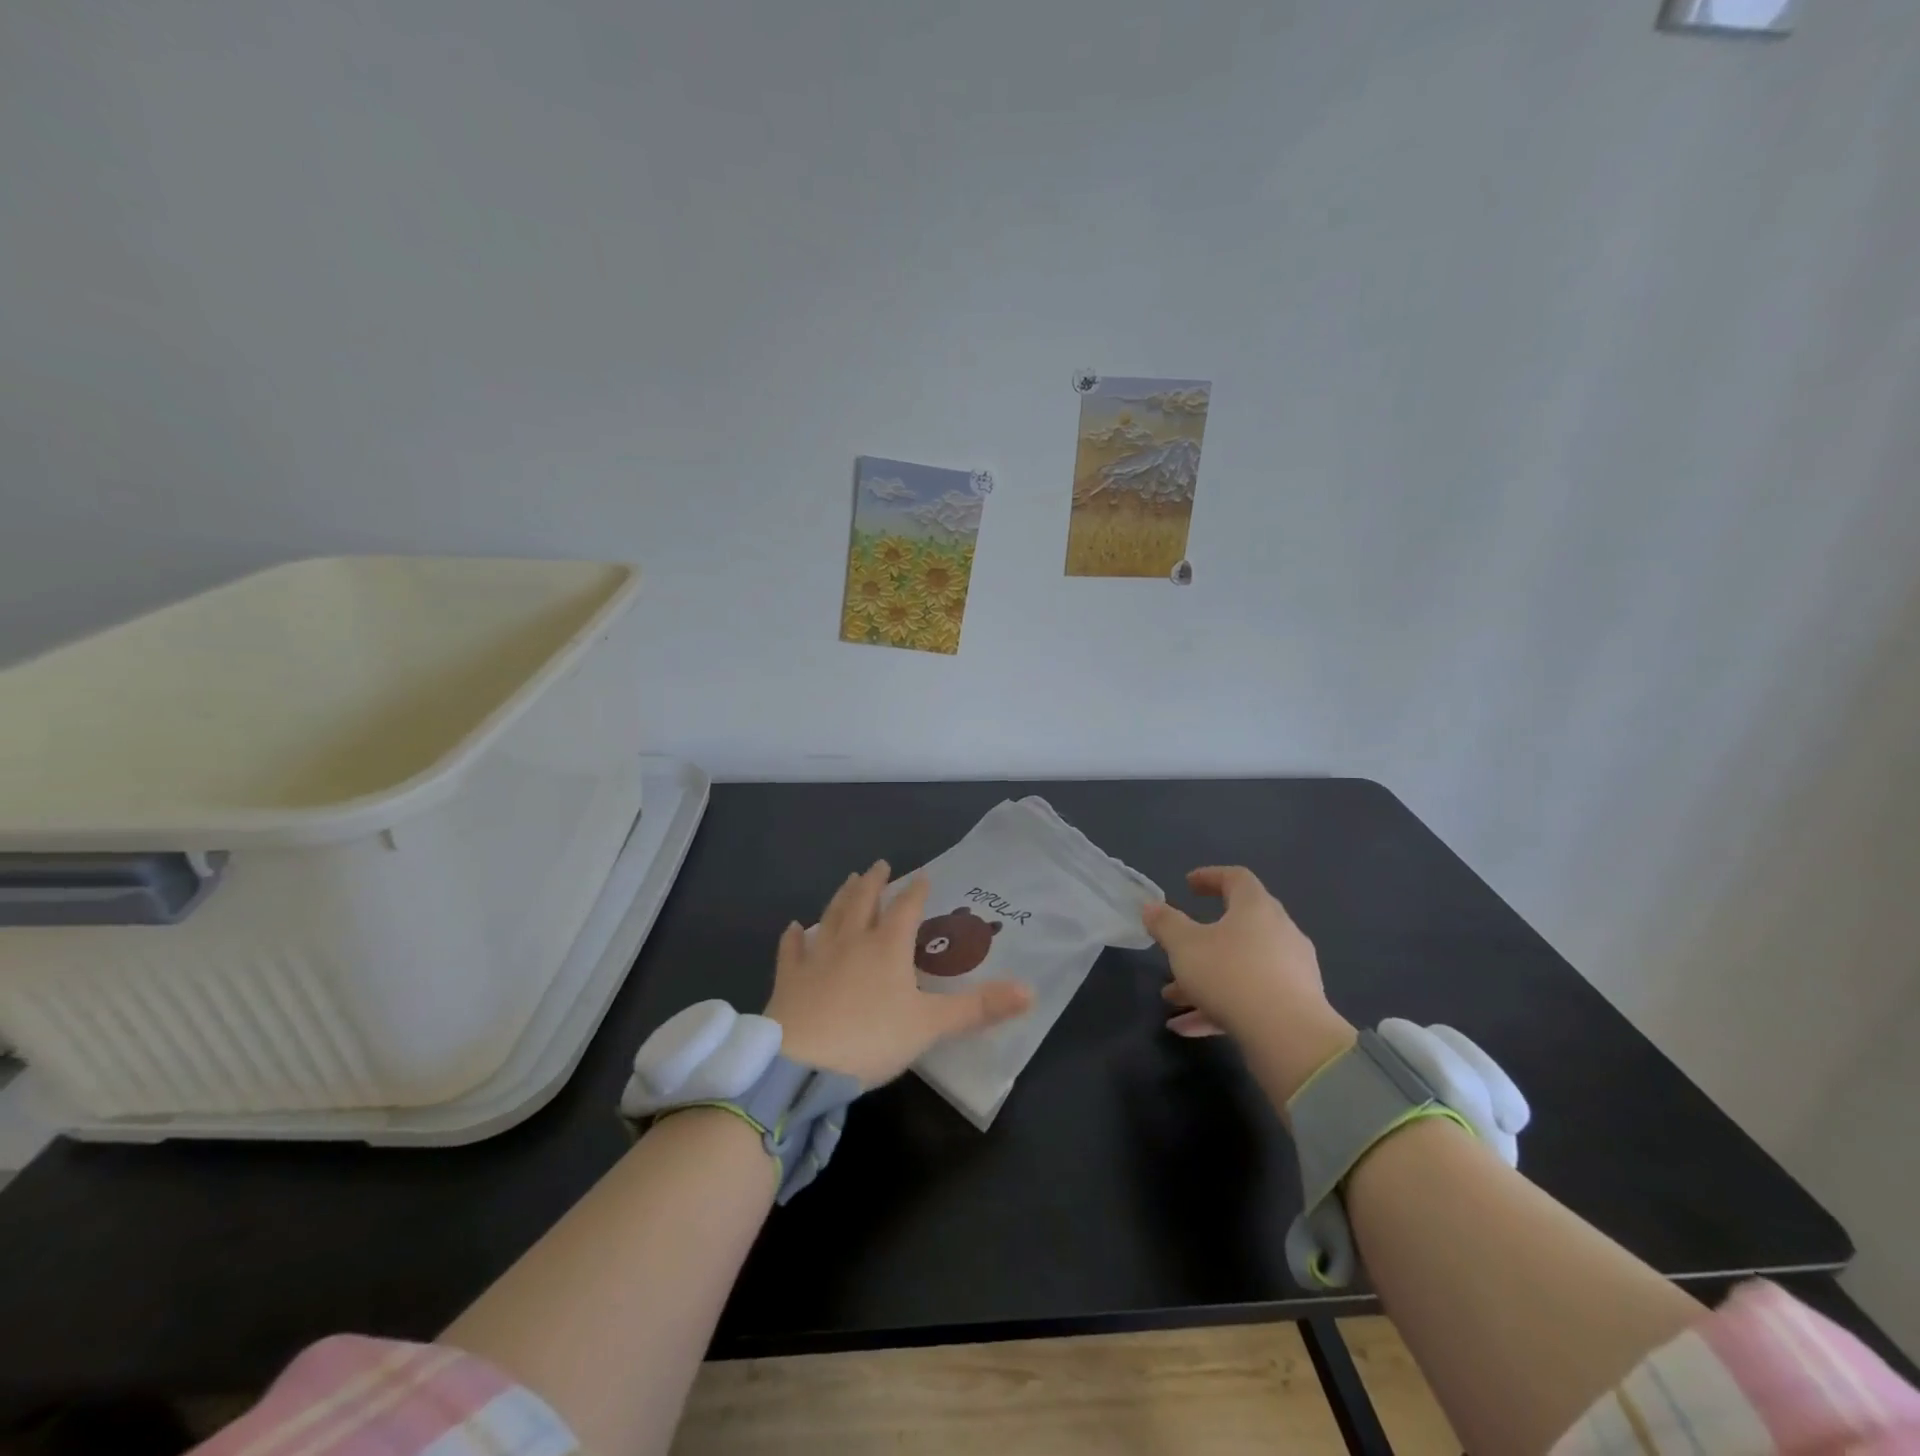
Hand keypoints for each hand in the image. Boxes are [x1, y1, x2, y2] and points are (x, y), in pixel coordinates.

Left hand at [765, 861, 1034, 1087]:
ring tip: (848, 880)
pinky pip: (792, 950)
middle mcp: (852, 941)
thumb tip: (1030, 992)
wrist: (802, 1064)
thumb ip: (979, 1008)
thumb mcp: (932, 1025)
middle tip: (878, 864)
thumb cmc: (872, 1039)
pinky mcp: (789, 979)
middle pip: (864, 902)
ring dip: (841, 897)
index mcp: (888, 947)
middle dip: (874, 882)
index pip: (907, 909)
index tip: (923, 874)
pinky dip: (794, 937)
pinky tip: (794, 927)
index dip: (916, 891)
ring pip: (831, 916)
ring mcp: (817, 957)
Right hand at [1143, 866, 1355, 1100]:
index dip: (1211, 876)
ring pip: (1240, 967)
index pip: (1236, 878)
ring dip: (1204, 980)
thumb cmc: (1232, 975)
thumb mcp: (1185, 946)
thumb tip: (1151, 906)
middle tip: (1176, 947)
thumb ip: (1165, 924)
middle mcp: (1279, 932)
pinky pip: (1251, 997)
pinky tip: (1189, 1028)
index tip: (1188, 884)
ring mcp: (1291, 970)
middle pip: (1237, 926)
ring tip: (1172, 999)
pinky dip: (1220, 1006)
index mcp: (1256, 908)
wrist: (1290, 1037)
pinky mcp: (1295, 1005)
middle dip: (1200, 940)